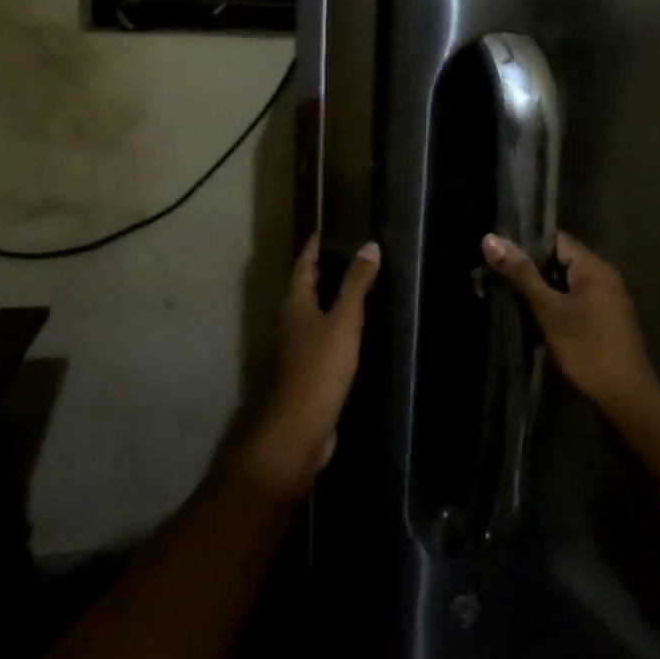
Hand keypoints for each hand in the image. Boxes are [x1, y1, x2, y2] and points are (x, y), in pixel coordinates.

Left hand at [238, 233, 381, 497]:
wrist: (299, 427)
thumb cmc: (320, 367)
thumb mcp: (344, 321)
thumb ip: (357, 285)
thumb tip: (369, 245)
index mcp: (295, 305)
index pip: (303, 267)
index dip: (312, 249)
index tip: (321, 232)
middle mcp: (289, 323)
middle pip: (303, 291)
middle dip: (319, 273)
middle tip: (341, 255)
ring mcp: (295, 350)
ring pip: (311, 316)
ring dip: (326, 301)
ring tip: (351, 289)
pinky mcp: (305, 373)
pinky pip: (320, 340)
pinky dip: (333, 328)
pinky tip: (351, 333)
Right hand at [482, 232, 659, 412]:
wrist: (625, 397)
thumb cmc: (586, 347)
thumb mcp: (549, 309)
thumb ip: (521, 273)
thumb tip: (490, 238)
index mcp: (594, 266)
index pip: (555, 240)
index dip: (526, 244)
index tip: (497, 255)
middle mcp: (604, 276)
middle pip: (561, 260)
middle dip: (531, 269)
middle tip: (496, 277)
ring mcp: (607, 299)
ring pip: (566, 283)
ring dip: (541, 289)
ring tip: (508, 295)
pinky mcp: (606, 319)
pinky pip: (576, 300)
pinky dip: (555, 304)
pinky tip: (534, 316)